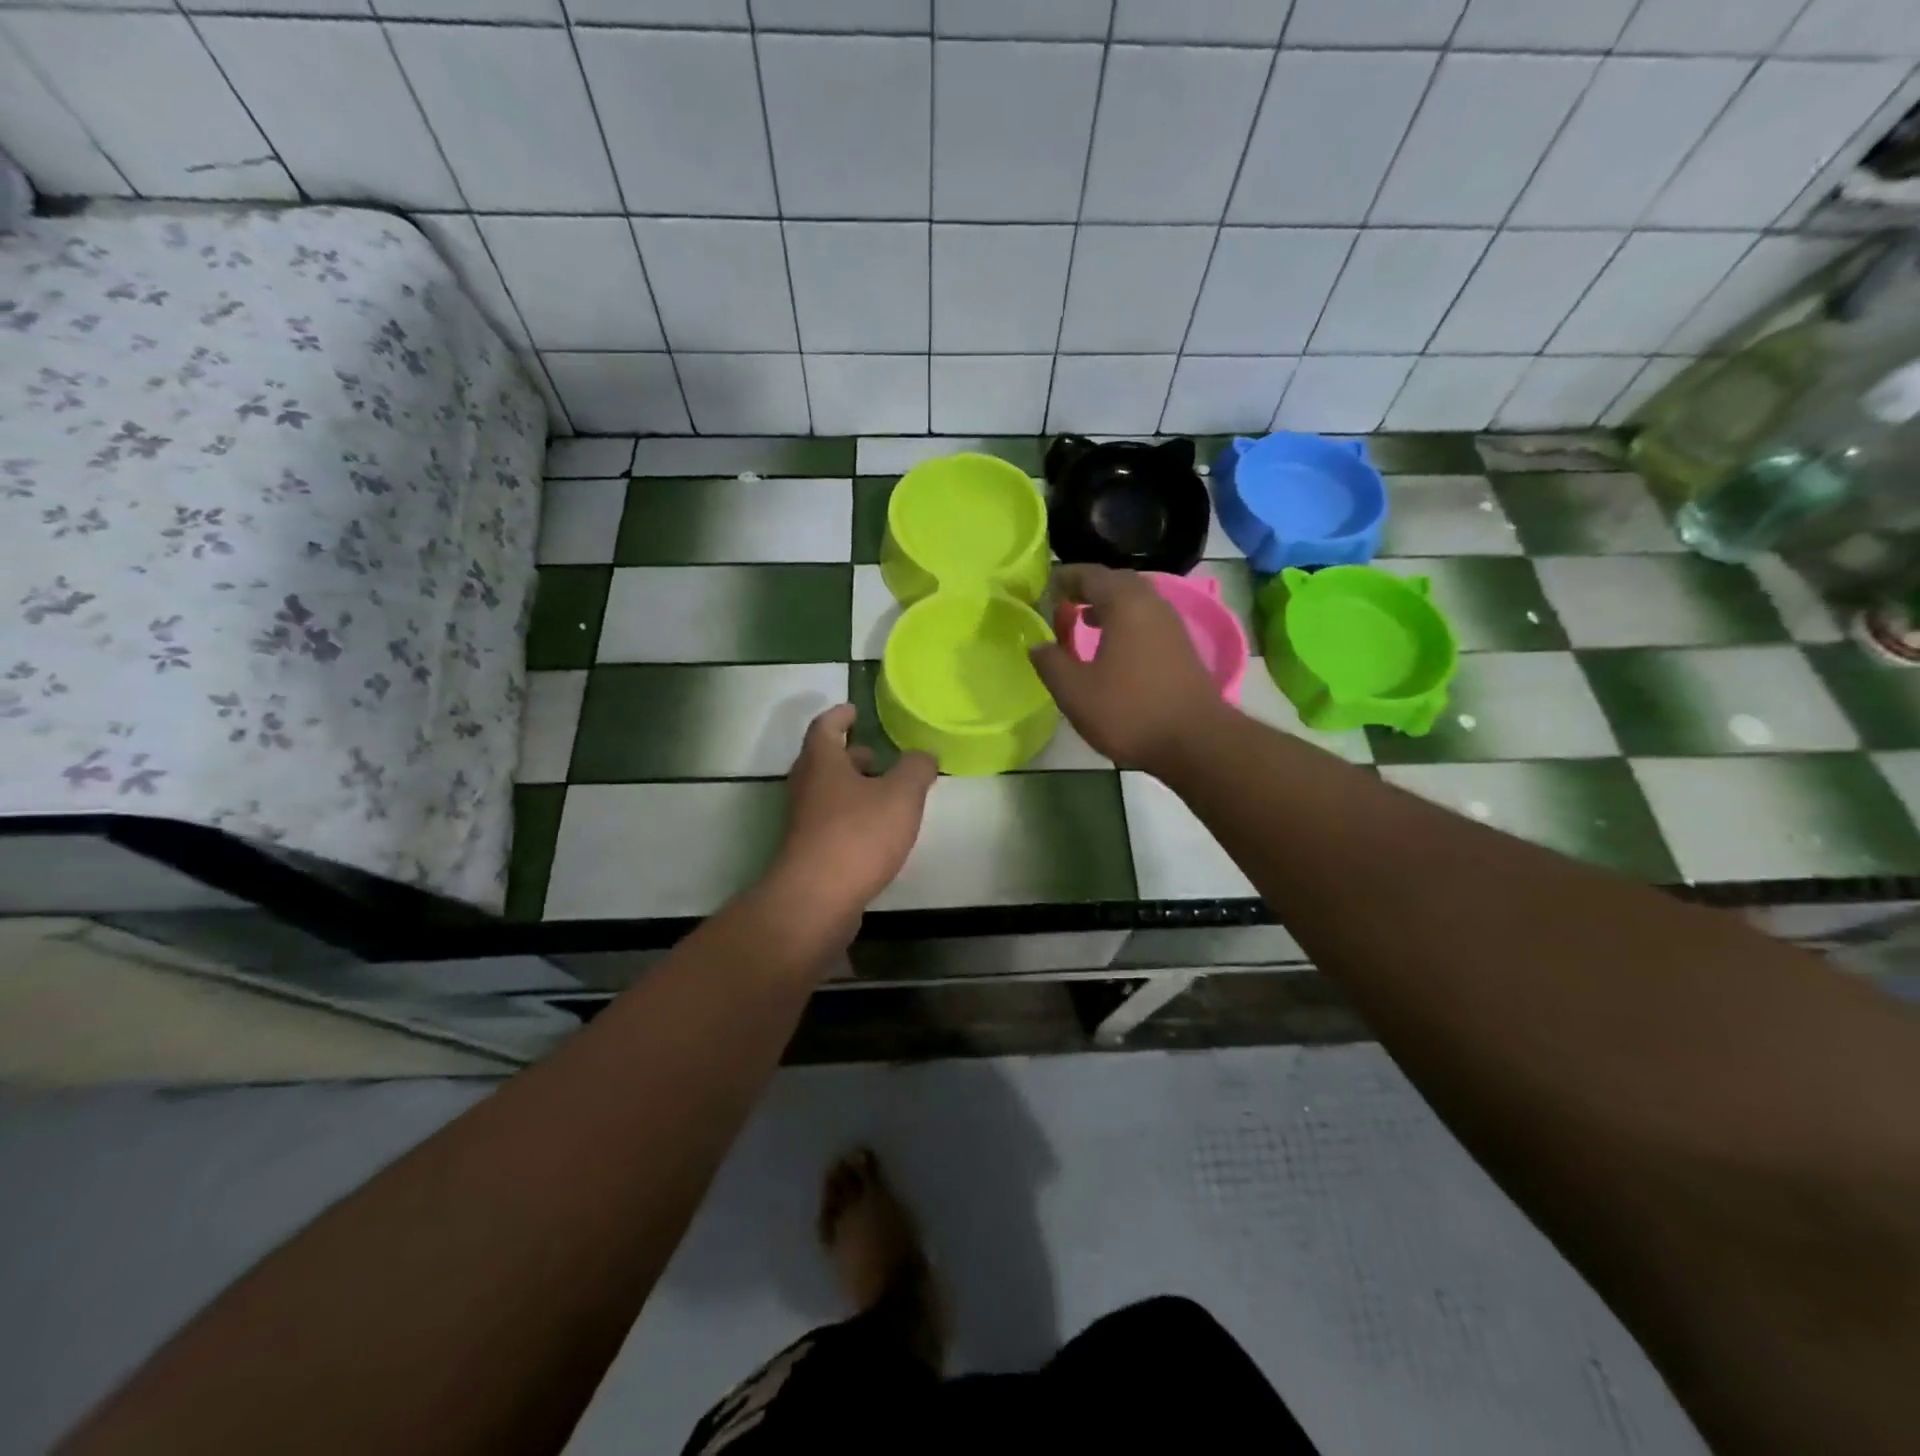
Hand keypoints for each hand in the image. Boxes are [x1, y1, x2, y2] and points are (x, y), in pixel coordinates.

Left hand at [770, 704, 936, 915]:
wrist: (817, 899)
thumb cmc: (858, 835)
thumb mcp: (901, 795)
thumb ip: (916, 769)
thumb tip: (923, 756)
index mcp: (822, 763)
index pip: (825, 727)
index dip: (839, 716)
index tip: (853, 710)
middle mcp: (807, 787)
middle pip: (823, 762)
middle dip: (849, 755)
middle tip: (874, 754)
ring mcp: (804, 822)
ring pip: (827, 794)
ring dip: (851, 788)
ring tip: (884, 793)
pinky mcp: (809, 852)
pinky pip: (831, 823)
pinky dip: (851, 817)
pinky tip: (876, 832)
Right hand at [1028, 564, 1224, 772]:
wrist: (1196, 742)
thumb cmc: (1130, 712)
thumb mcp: (1075, 692)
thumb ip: (1051, 663)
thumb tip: (1037, 645)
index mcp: (1125, 605)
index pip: (1090, 575)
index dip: (1065, 578)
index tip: (1045, 588)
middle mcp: (1152, 604)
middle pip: (1117, 581)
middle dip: (1088, 587)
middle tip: (1063, 601)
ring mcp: (1172, 625)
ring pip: (1136, 600)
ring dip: (1108, 604)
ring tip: (1084, 620)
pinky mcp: (1182, 647)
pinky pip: (1147, 619)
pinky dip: (1125, 621)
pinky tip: (1113, 647)